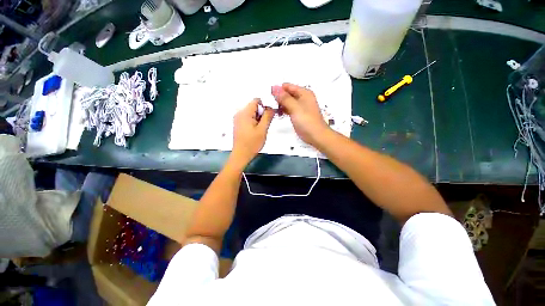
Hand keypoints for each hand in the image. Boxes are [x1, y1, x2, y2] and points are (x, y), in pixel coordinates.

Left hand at [232, 99, 274, 164]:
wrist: (241, 155)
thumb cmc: (252, 143)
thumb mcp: (263, 129)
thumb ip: (268, 116)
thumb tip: (272, 107)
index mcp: (245, 113)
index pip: (256, 100)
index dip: (266, 104)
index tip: (272, 113)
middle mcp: (239, 113)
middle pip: (254, 106)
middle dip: (262, 112)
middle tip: (268, 122)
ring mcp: (238, 119)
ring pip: (252, 113)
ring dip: (259, 117)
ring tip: (263, 128)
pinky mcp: (238, 124)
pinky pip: (248, 118)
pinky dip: (254, 121)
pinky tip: (257, 130)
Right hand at [272, 83, 329, 146]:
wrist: (316, 136)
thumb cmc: (307, 121)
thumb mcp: (295, 108)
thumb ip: (284, 98)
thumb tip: (274, 87)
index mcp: (304, 93)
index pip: (287, 86)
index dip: (278, 89)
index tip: (268, 96)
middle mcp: (302, 98)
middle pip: (287, 94)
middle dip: (278, 98)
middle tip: (269, 104)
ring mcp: (300, 107)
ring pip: (287, 102)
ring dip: (280, 105)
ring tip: (272, 110)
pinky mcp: (298, 115)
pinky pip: (289, 109)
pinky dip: (283, 110)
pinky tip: (278, 114)